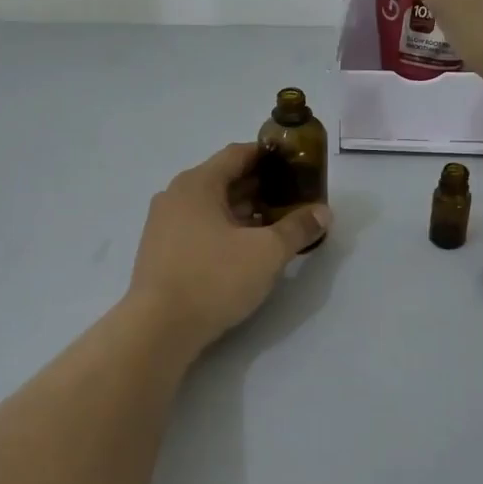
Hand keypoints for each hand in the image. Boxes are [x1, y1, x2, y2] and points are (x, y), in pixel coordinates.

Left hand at [128, 143, 331, 353]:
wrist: (159, 329)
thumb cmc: (214, 278)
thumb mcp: (267, 252)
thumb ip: (297, 228)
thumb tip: (323, 212)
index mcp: (198, 183)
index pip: (238, 154)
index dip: (270, 157)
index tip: (296, 166)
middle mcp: (176, 196)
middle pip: (224, 179)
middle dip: (260, 187)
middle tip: (293, 199)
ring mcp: (163, 224)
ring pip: (211, 207)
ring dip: (243, 212)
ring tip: (275, 226)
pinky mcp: (161, 251)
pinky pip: (199, 228)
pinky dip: (224, 230)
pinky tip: (245, 250)